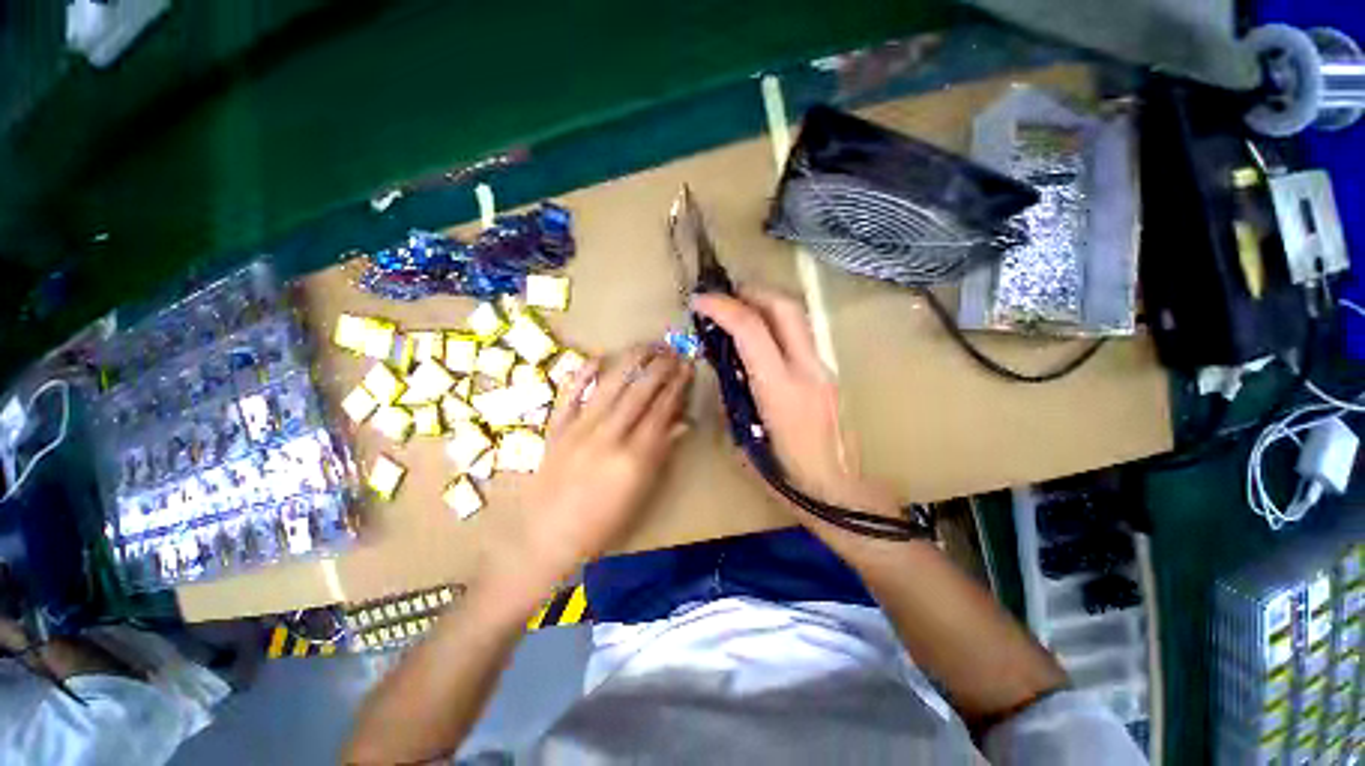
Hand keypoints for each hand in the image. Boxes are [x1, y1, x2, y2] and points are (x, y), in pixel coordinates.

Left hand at [485, 345, 691, 597]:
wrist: (547, 538)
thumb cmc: (602, 523)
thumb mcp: (640, 492)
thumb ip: (661, 453)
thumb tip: (682, 423)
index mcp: (634, 456)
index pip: (662, 410)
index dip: (677, 385)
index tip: (687, 367)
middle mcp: (608, 435)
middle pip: (640, 391)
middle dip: (660, 367)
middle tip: (673, 350)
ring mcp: (579, 428)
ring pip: (611, 385)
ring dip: (631, 361)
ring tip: (647, 345)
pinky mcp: (556, 428)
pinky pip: (571, 393)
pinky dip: (584, 373)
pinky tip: (599, 356)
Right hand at [692, 286, 895, 512]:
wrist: (843, 495)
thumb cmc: (789, 479)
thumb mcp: (746, 443)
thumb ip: (734, 401)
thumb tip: (727, 372)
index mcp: (781, 391)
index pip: (751, 330)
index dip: (722, 308)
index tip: (699, 301)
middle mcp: (808, 370)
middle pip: (785, 307)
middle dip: (751, 292)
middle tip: (725, 297)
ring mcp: (824, 369)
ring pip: (797, 317)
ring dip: (766, 305)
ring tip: (741, 312)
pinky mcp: (830, 374)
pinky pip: (801, 336)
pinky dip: (777, 325)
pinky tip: (762, 341)